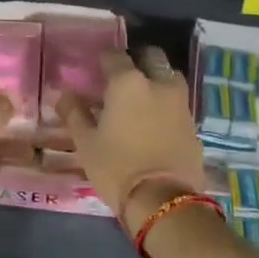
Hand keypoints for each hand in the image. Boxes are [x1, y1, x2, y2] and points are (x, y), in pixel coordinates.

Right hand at [60, 47, 207, 236]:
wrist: (163, 201)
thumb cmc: (116, 167)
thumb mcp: (86, 143)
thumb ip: (74, 113)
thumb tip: (65, 94)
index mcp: (128, 83)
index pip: (114, 56)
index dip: (103, 61)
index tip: (95, 71)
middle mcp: (158, 84)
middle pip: (151, 58)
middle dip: (137, 61)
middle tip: (122, 79)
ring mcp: (180, 103)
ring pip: (169, 78)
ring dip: (156, 80)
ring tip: (141, 99)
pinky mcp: (193, 124)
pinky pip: (178, 104)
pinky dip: (166, 105)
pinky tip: (155, 122)